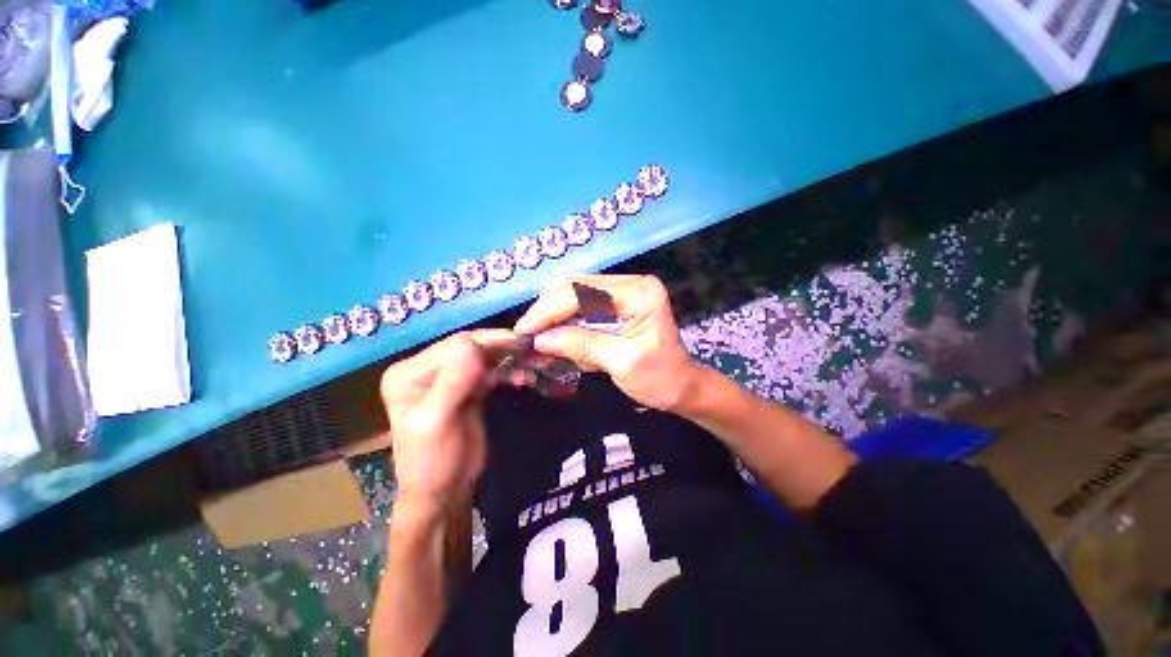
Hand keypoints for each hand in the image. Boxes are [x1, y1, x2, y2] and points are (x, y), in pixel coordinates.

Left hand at [380, 330, 514, 515]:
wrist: (444, 492)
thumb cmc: (433, 462)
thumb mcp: (438, 423)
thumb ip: (453, 382)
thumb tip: (473, 344)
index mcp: (409, 374)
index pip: (453, 346)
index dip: (487, 341)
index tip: (520, 341)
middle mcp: (426, 370)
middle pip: (469, 347)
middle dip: (501, 346)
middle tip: (532, 348)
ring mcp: (448, 378)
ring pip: (483, 358)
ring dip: (508, 358)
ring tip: (533, 362)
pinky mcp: (468, 388)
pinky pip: (490, 372)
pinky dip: (508, 371)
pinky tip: (523, 377)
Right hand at [514, 274, 701, 411]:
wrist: (683, 387)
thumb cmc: (660, 379)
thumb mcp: (621, 363)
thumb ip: (581, 345)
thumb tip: (539, 339)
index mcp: (639, 293)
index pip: (583, 292)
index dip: (549, 310)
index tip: (524, 330)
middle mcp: (631, 284)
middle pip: (576, 286)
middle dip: (548, 310)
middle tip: (526, 333)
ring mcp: (624, 292)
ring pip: (575, 294)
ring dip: (553, 315)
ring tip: (536, 336)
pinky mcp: (617, 304)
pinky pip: (583, 306)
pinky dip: (565, 321)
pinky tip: (554, 336)